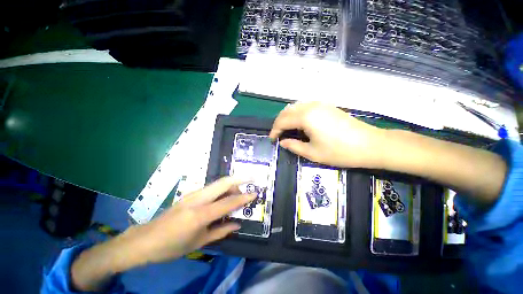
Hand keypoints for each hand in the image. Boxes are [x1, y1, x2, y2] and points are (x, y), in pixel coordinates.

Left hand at [71, 177, 254, 291]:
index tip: (255, 193)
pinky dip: (221, 189)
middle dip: (239, 179)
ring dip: (230, 185)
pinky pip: (211, 188)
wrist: (145, 240)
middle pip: (223, 182)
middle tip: (250, 181)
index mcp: (200, 214)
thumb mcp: (199, 243)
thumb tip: (238, 225)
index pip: (228, 202)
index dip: (243, 197)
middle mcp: (198, 199)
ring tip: (237, 194)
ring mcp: (193, 194)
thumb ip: (221, 232)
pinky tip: (223, 198)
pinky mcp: (190, 194)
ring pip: (217, 183)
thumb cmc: (172, 246)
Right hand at [269, 102, 384, 168]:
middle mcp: (311, 106)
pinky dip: (296, 114)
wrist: (369, 145)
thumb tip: (283, 142)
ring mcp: (320, 104)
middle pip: (287, 111)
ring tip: (286, 130)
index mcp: (306, 117)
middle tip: (277, 135)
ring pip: (295, 107)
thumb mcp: (312, 153)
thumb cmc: (339, 152)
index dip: (274, 131)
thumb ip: (294, 146)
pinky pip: (304, 106)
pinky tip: (298, 123)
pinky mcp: (326, 106)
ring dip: (287, 117)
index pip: (282, 121)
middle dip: (279, 123)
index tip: (272, 140)